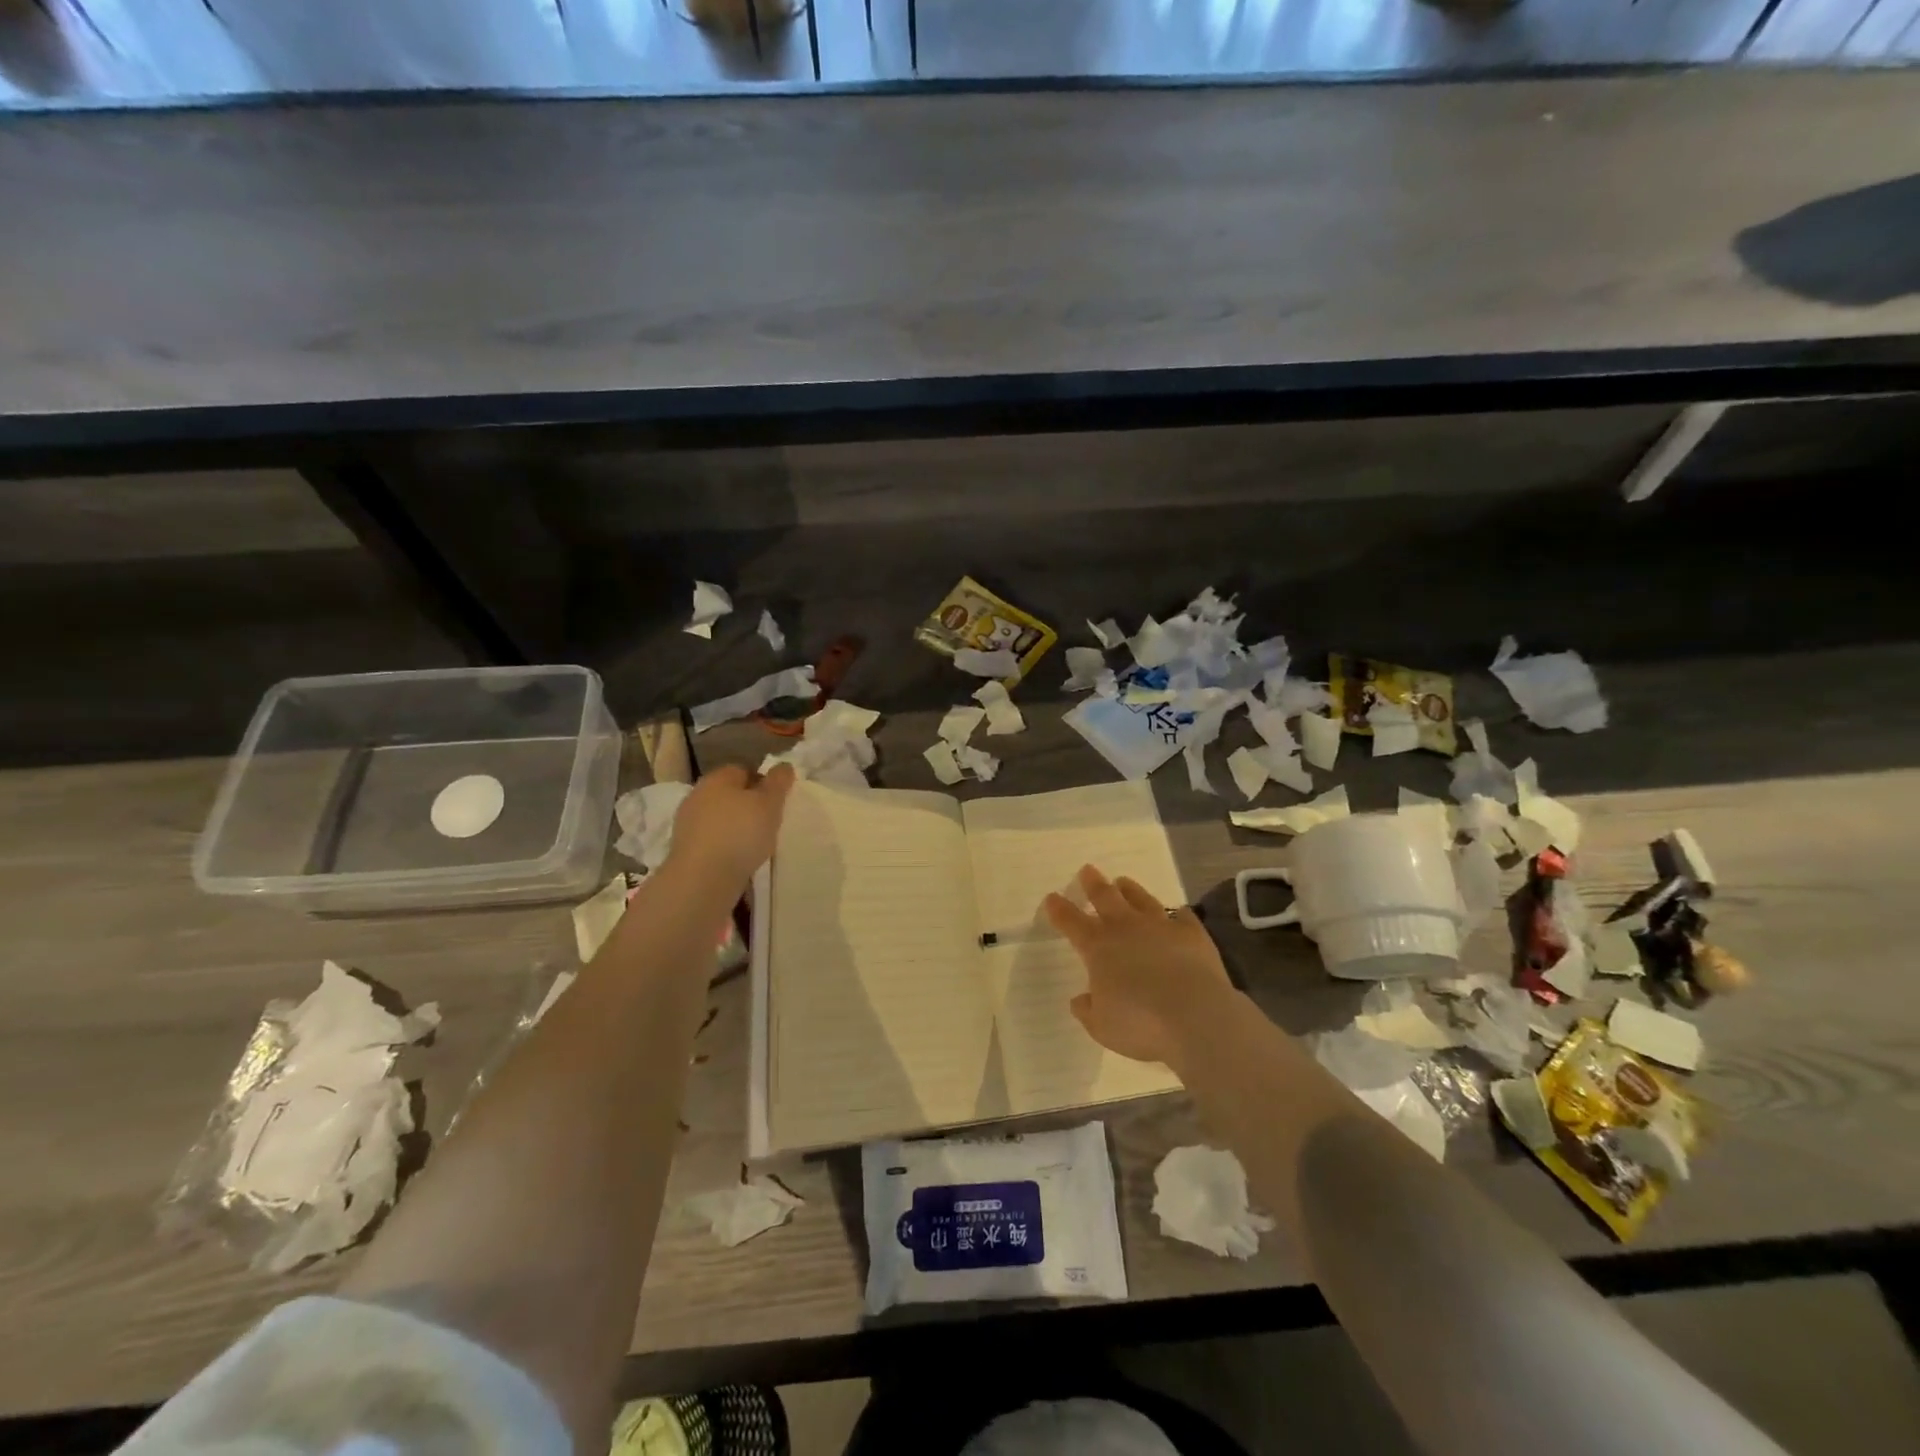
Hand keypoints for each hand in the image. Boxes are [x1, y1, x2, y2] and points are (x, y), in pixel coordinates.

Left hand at [665, 764, 795, 888]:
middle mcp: (698, 796)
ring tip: (758, 845)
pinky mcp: (685, 851)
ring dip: (737, 828)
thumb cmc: (740, 833)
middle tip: (771, 822)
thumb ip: (778, 782)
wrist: (702, 880)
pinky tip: (740, 861)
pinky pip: (713, 841)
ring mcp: (688, 824)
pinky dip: (726, 847)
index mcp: (717, 778)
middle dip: (749, 806)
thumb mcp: (769, 803)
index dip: (763, 782)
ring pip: (721, 819)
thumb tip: (783, 765)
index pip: (743, 770)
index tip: (778, 801)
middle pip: (730, 795)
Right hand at [1044, 864, 1236, 1068]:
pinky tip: (1177, 912)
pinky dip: (1177, 914)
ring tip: (1123, 881)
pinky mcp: (1192, 934)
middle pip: (1105, 897)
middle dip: (1093, 884)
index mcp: (1098, 947)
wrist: (1195, 1016)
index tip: (1052, 898)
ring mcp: (1160, 927)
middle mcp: (1126, 928)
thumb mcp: (1102, 1027)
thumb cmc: (1140, 1024)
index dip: (1059, 909)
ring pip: (1141, 899)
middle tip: (1088, 870)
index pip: (1071, 921)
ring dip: (1130, 889)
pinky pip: (1182, 916)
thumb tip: (1081, 1000)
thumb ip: (1089, 1010)